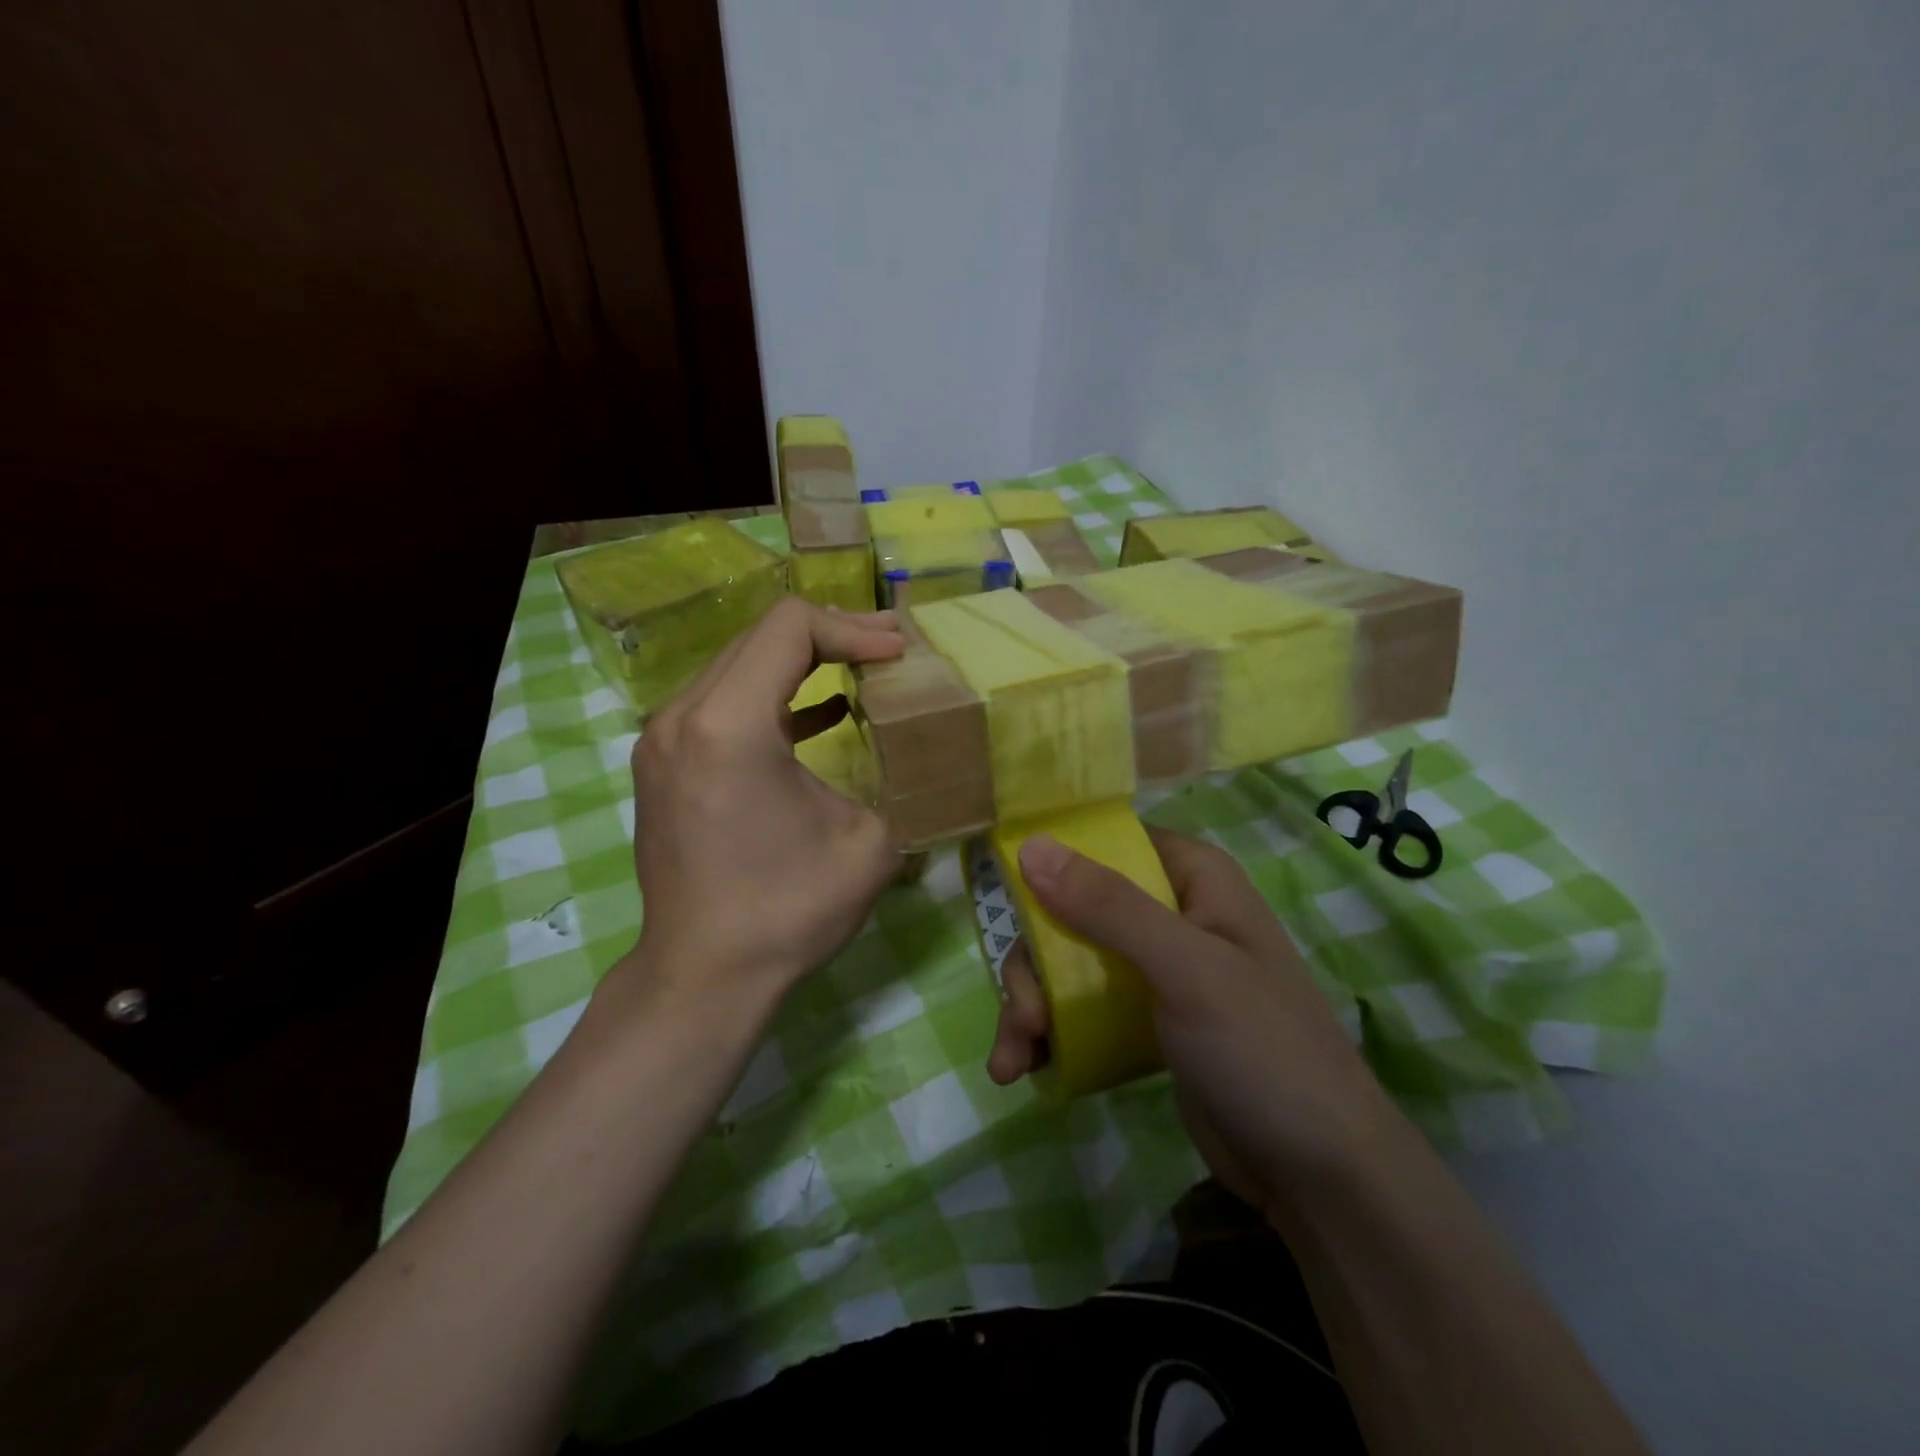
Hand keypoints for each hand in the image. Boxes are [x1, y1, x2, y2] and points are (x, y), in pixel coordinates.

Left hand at [624, 597, 905, 1000]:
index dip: (853, 629)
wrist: (703, 978)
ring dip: (803, 664)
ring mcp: (664, 739)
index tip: (897, 654)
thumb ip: (902, 786)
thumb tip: (929, 763)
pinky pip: (724, 704)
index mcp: (730, 724)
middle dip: (833, 636)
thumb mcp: (871, 846)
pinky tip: (821, 714)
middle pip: (762, 637)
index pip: (791, 627)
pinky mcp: (665, 763)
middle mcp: (683, 716)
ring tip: (863, 671)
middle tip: (890, 651)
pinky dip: (774, 698)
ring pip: (740, 666)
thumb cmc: (786, 911)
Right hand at [987, 827, 1397, 1211]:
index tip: (1004, 890)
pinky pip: (1082, 1006)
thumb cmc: (1263, 1051)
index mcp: (1193, 878)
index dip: (1053, 857)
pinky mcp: (1145, 1020)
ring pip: (1068, 960)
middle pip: (1073, 909)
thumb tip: (1030, 846)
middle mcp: (1171, 912)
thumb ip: (1109, 907)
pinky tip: (1026, 1068)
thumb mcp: (1186, 970)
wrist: (1319, 1177)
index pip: (1108, 841)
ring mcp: (1156, 969)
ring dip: (1032, 1005)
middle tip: (1023, 1017)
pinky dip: (1050, 1033)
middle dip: (1034, 964)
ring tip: (1013, 1061)